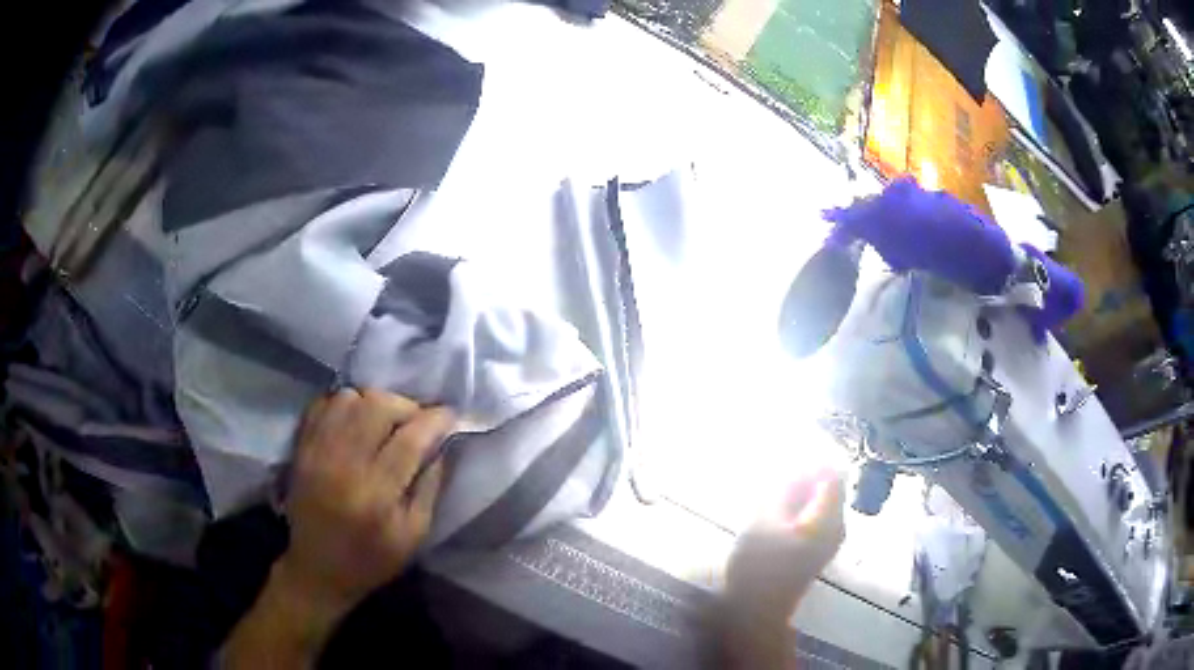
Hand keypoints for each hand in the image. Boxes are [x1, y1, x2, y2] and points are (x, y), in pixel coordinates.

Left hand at [277, 389, 453, 618]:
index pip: (410, 439)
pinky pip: (323, 404)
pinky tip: (356, 422)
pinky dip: (345, 404)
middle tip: (416, 421)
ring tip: (385, 422)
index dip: (435, 420)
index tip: (450, 416)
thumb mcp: (414, 535)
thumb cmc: (372, 559)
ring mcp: (317, 452)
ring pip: (349, 398)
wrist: (318, 568)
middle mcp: (344, 465)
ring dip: (374, 403)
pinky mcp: (302, 448)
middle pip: (377, 407)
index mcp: (376, 494)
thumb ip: (429, 487)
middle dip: (406, 406)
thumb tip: (440, 445)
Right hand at [719, 469, 844, 668]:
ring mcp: (829, 540)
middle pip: (829, 488)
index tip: (785, 467)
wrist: (758, 611)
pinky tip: (774, 521)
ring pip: (820, 503)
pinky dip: (797, 512)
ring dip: (798, 497)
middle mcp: (836, 526)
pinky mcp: (818, 550)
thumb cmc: (759, 566)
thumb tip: (796, 465)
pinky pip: (814, 518)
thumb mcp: (764, 521)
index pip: (832, 473)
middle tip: (773, 486)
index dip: (810, 464)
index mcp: (828, 518)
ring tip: (770, 504)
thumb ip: (783, 489)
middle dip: (803, 480)